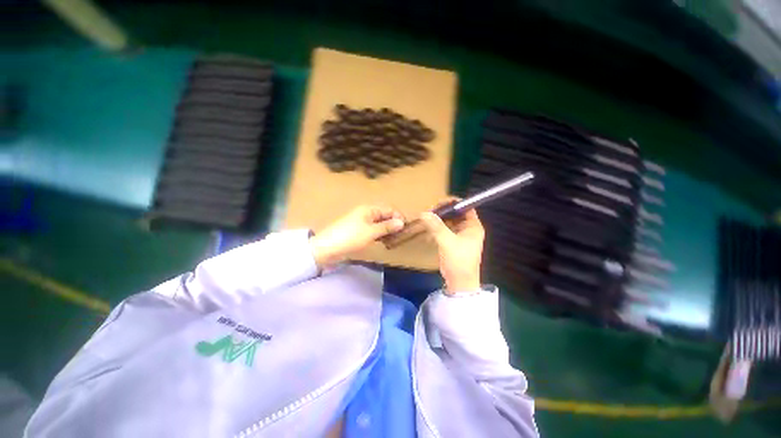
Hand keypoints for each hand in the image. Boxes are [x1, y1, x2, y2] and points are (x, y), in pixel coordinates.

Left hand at [310, 204, 404, 268]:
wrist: (327, 248)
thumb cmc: (350, 237)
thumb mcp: (371, 232)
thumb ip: (387, 227)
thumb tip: (402, 222)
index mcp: (369, 209)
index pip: (389, 209)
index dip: (398, 217)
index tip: (405, 228)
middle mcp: (366, 213)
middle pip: (385, 216)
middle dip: (394, 224)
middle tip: (400, 236)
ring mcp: (362, 222)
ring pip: (380, 223)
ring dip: (387, 230)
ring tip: (394, 240)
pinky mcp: (358, 231)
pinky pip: (373, 230)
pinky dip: (380, 234)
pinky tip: (384, 241)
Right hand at [420, 205, 483, 293]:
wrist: (459, 283)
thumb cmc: (459, 260)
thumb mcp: (447, 241)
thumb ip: (436, 226)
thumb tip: (424, 213)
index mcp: (473, 226)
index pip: (465, 207)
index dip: (453, 203)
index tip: (438, 203)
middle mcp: (468, 229)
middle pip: (456, 213)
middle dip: (443, 212)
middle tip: (429, 211)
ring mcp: (460, 236)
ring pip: (449, 221)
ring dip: (438, 220)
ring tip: (426, 219)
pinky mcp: (453, 242)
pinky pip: (445, 230)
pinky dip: (437, 229)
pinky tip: (428, 231)